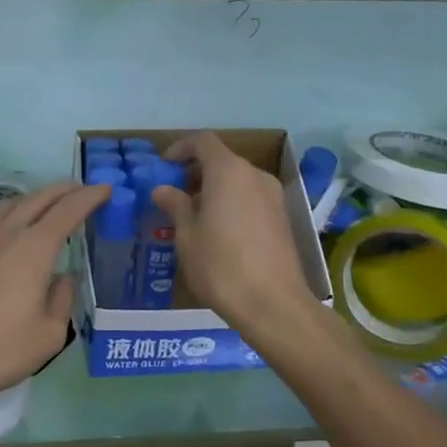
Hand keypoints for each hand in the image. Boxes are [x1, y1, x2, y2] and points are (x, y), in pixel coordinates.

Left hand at [0, 181, 108, 440]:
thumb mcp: (48, 335)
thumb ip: (62, 299)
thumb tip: (64, 278)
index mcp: (34, 249)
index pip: (68, 210)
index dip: (89, 197)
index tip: (106, 189)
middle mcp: (6, 235)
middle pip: (38, 199)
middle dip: (64, 190)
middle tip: (82, 190)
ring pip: (11, 205)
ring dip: (35, 198)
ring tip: (49, 204)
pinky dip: (12, 214)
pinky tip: (13, 231)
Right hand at [154, 131, 318, 334]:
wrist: (274, 305)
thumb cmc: (221, 266)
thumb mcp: (187, 236)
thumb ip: (175, 205)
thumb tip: (163, 189)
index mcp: (228, 171)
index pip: (202, 141)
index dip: (180, 148)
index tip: (164, 167)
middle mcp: (254, 175)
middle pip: (221, 159)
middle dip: (196, 172)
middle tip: (175, 196)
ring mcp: (273, 196)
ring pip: (238, 180)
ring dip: (214, 189)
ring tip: (194, 218)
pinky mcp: (283, 217)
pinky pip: (251, 197)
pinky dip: (232, 203)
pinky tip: (219, 233)